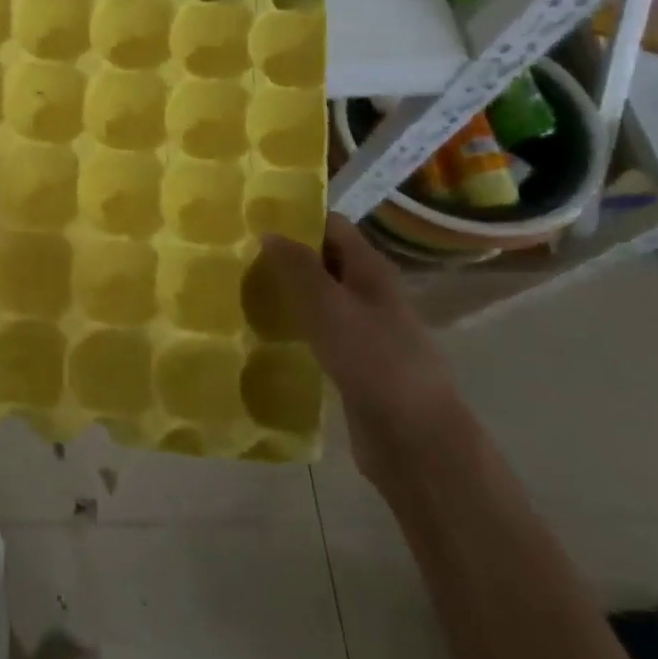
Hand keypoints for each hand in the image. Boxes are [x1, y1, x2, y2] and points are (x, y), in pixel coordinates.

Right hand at [246, 215, 469, 483]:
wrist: (416, 440)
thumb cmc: (374, 360)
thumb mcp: (328, 305)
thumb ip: (298, 266)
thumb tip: (270, 231)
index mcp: (371, 270)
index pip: (333, 226)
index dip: (298, 218)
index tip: (255, 220)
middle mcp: (372, 293)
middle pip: (326, 260)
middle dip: (287, 255)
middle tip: (240, 257)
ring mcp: (367, 330)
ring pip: (322, 297)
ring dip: (289, 292)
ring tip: (246, 292)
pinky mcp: (357, 363)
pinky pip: (322, 331)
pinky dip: (297, 325)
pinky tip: (269, 334)